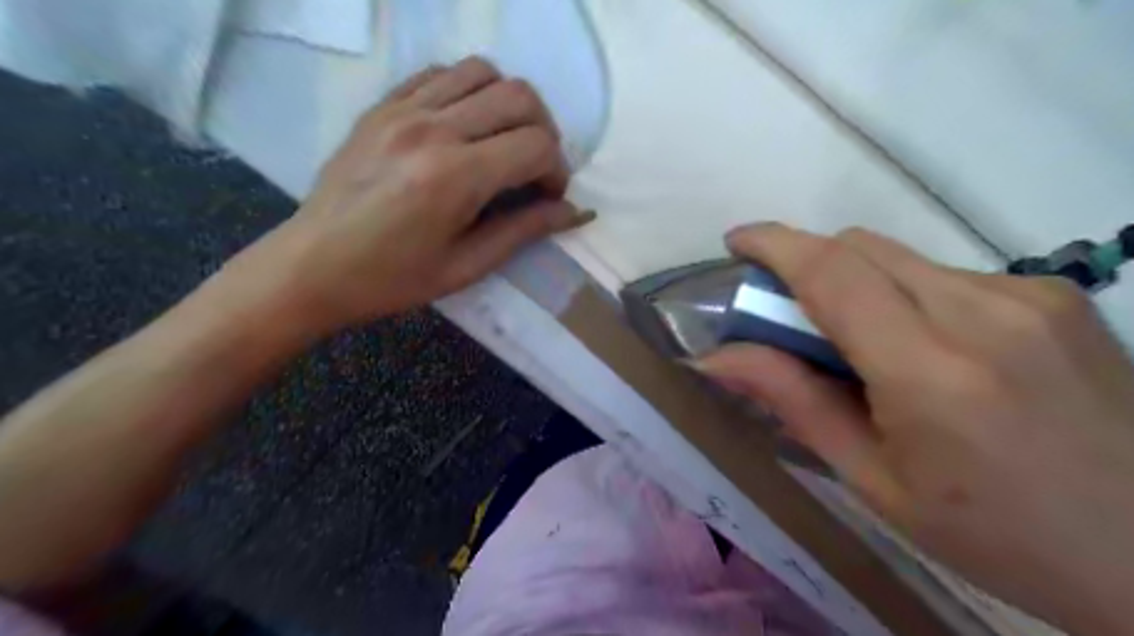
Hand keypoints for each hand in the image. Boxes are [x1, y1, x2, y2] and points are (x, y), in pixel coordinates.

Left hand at [236, 56, 595, 335]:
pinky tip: (466, 125)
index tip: (550, 196)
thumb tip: (575, 212)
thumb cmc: (392, 278)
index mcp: (456, 177)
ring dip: (509, 104)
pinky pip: (441, 73)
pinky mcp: (383, 105)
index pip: (537, 146)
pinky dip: (469, 91)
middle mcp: (433, 129)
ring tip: (504, 141)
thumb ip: (524, 230)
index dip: (558, 171)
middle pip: (520, 97)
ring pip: (484, 72)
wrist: (313, 265)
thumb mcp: (466, 266)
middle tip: (535, 167)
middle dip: (544, 132)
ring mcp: (404, 109)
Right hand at [696, 225, 1133, 634]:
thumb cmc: (997, 535)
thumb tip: (717, 358)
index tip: (737, 241)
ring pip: (900, 257)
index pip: (831, 272)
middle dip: (808, 264)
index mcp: (931, 372)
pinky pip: (945, 273)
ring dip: (857, 283)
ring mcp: (1030, 295)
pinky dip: (907, 294)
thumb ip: (794, 402)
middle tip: (789, 315)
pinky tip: (928, 349)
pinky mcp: (1055, 293)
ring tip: (863, 346)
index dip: (774, 244)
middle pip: (861, 247)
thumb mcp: (874, 481)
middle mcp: (984, 312)